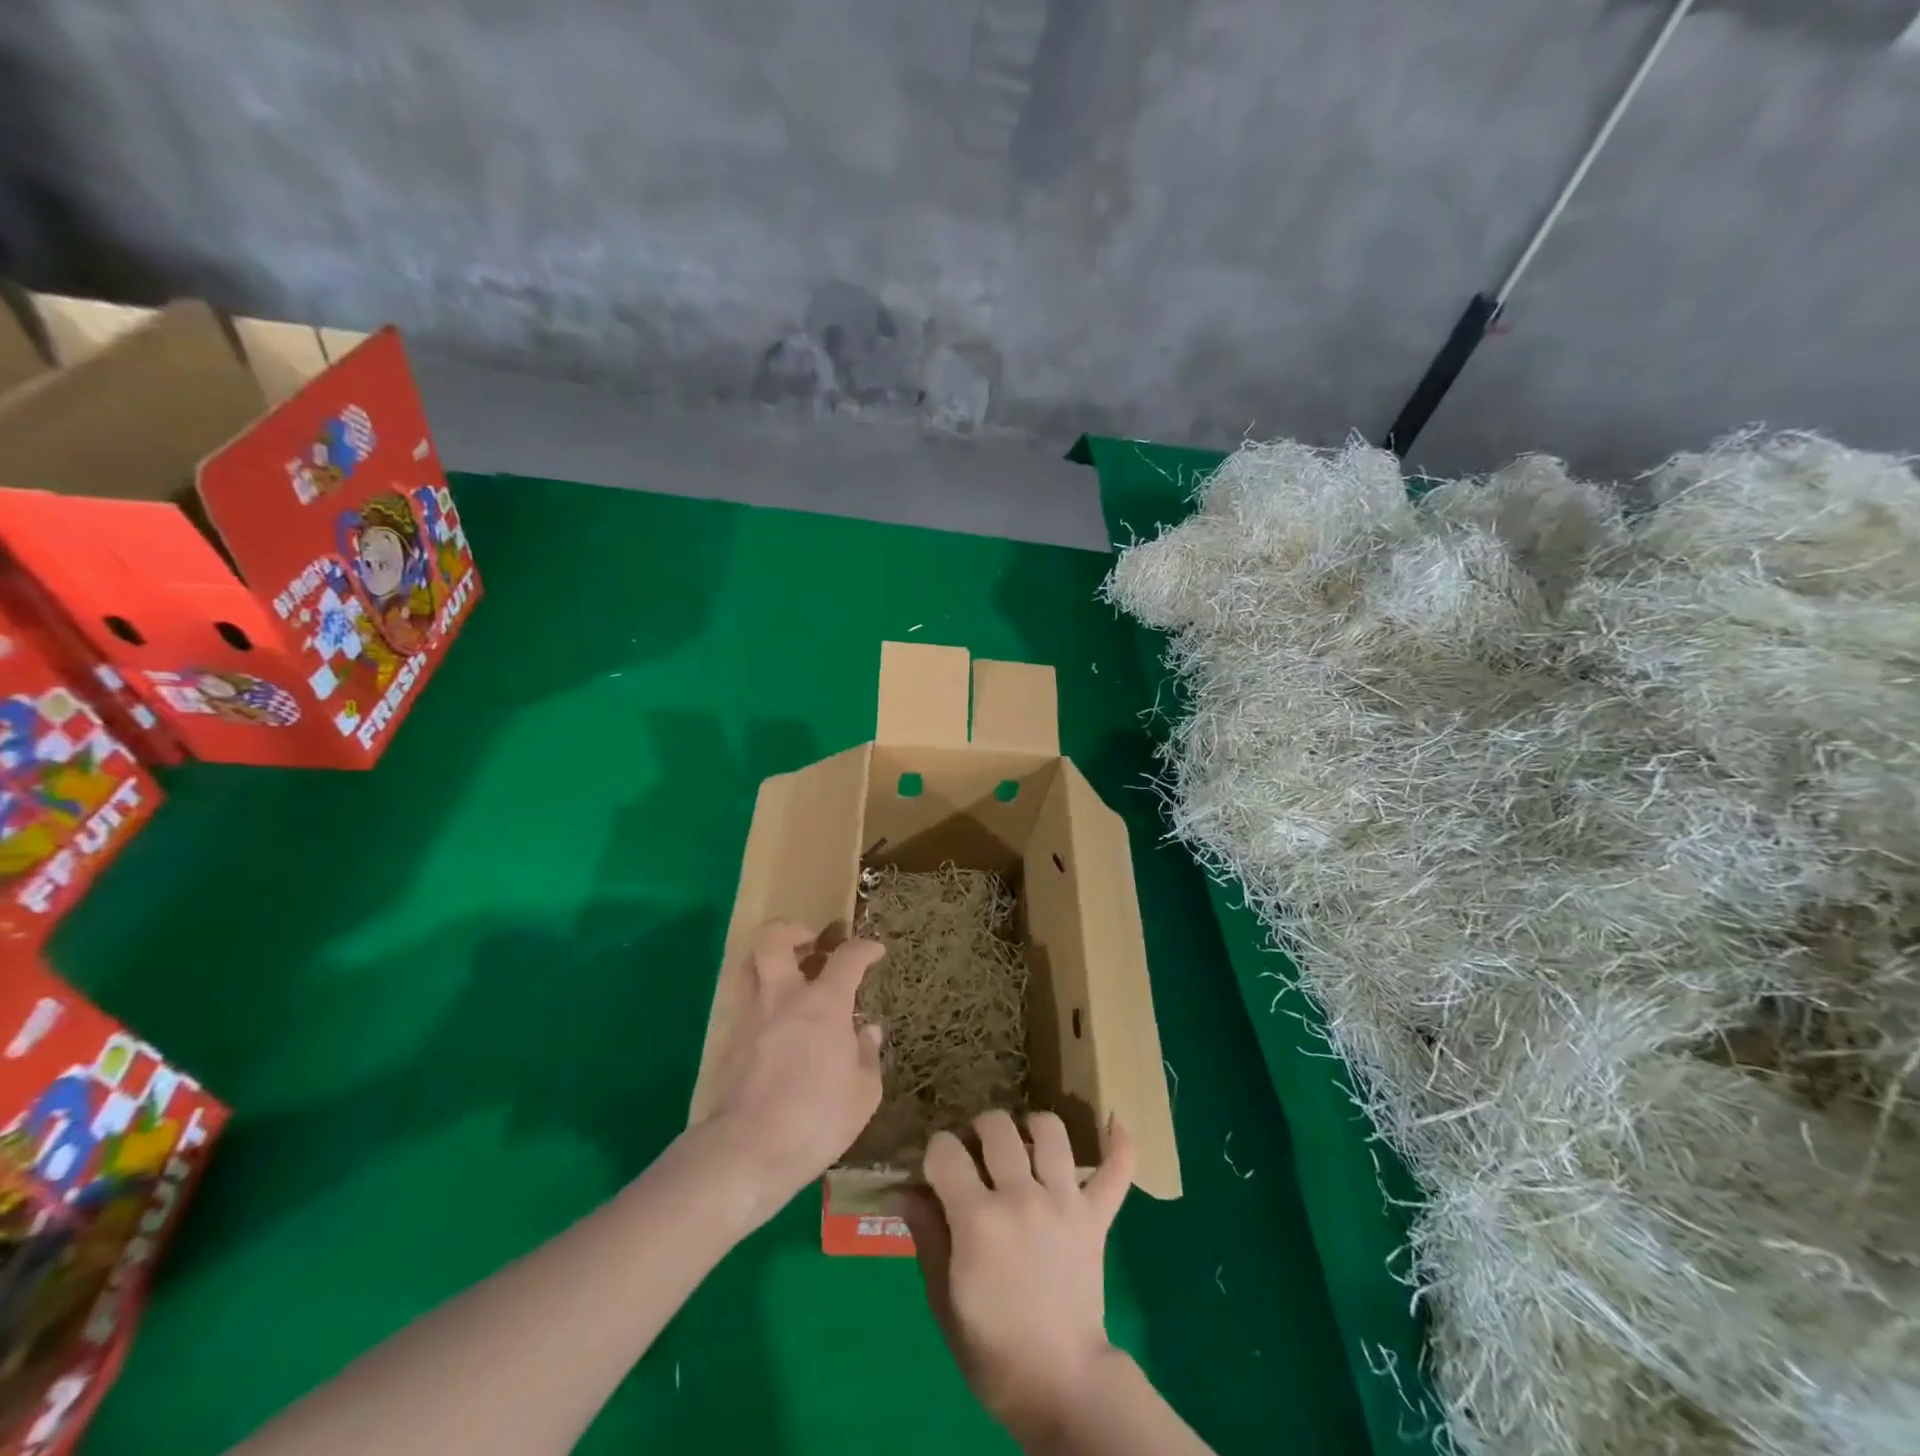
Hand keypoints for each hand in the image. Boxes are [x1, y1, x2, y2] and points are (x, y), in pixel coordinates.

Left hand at [695, 922, 884, 1218]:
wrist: (745, 1151)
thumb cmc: (815, 1120)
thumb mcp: (862, 1094)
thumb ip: (867, 1056)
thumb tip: (867, 1031)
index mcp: (823, 1004)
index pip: (847, 958)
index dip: (864, 948)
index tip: (874, 951)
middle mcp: (783, 998)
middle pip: (774, 939)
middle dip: (794, 931)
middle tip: (812, 946)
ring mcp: (750, 1017)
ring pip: (749, 965)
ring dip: (770, 961)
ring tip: (790, 977)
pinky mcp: (728, 1042)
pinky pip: (744, 1002)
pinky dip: (761, 999)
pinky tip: (777, 1024)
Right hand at [896, 1110, 1136, 1442]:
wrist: (1059, 1384)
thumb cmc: (991, 1348)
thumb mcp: (944, 1298)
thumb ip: (926, 1235)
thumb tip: (899, 1191)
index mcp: (977, 1220)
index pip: (945, 1151)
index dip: (936, 1153)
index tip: (938, 1170)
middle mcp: (1021, 1197)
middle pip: (997, 1127)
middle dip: (980, 1131)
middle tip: (978, 1154)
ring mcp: (1064, 1202)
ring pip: (1051, 1132)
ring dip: (1034, 1127)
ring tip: (1026, 1142)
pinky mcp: (1097, 1217)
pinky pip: (1117, 1170)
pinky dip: (1119, 1144)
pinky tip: (1113, 1123)